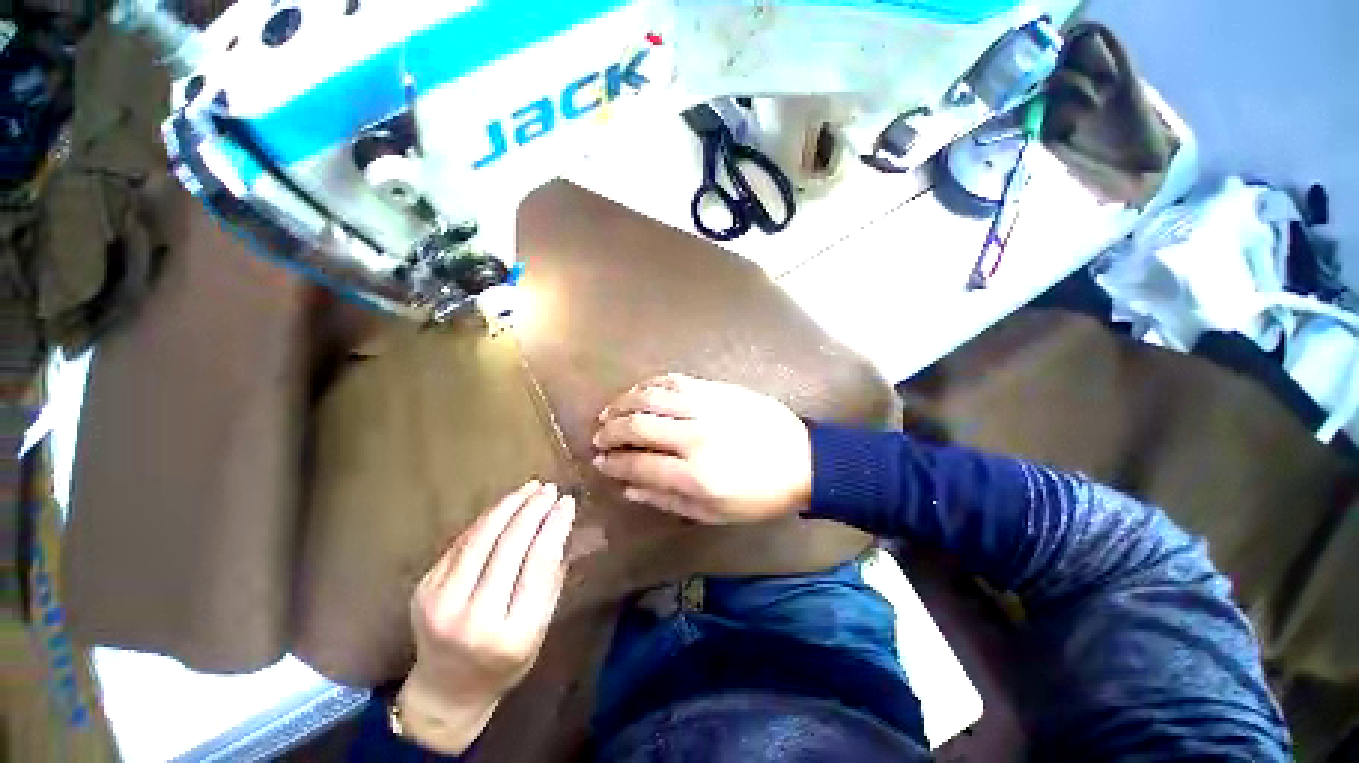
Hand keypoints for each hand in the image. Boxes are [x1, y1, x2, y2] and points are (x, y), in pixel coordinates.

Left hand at [398, 481, 575, 754]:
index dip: (555, 526)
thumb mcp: (540, 631)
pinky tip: (504, 505)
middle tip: (550, 488)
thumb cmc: (504, 663)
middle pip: (509, 546)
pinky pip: (462, 543)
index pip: (539, 564)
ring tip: (530, 487)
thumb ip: (551, 581)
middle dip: (533, 509)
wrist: (446, 690)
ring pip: (481, 537)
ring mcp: (442, 603)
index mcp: (512, 634)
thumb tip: (561, 526)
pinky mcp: (424, 589)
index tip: (568, 502)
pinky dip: (486, 519)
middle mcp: (474, 618)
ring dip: (508, 505)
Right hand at [592, 373, 810, 522]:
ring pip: (650, 398)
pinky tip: (639, 392)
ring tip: (610, 412)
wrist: (802, 459)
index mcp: (696, 475)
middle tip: (598, 436)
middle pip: (637, 426)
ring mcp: (706, 407)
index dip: (613, 463)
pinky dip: (649, 384)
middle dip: (610, 431)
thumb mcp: (714, 513)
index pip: (638, 465)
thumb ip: (667, 500)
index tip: (600, 462)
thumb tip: (628, 488)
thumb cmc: (759, 494)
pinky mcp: (716, 389)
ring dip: (623, 404)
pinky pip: (673, 380)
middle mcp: (695, 437)